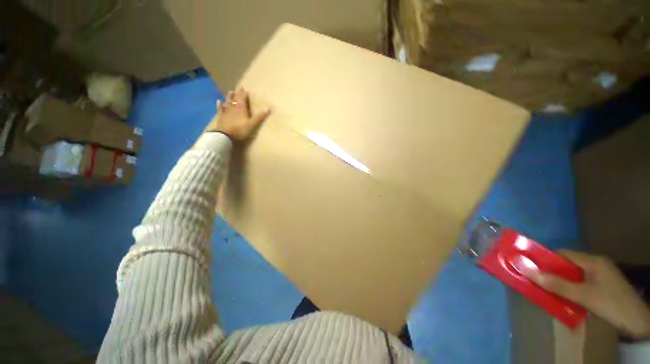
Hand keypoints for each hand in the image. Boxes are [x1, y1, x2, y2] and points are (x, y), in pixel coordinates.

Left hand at [205, 88, 270, 140]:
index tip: (244, 88)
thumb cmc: (240, 130)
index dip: (243, 93)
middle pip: (235, 99)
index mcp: (241, 109)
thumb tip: (268, 108)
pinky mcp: (221, 117)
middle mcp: (233, 108)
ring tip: (230, 91)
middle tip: (238, 88)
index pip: (242, 98)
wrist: (226, 135)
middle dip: (237, 93)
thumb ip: (260, 117)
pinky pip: (220, 109)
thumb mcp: (252, 124)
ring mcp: (226, 112)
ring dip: (229, 97)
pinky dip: (220, 105)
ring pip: (227, 102)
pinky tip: (219, 101)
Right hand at [523, 250, 649, 338]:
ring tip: (550, 289)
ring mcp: (601, 274)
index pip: (564, 254)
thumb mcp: (583, 296)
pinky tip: (567, 296)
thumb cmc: (610, 304)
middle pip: (569, 264)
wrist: (636, 322)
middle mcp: (597, 263)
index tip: (532, 267)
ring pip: (575, 274)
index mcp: (593, 261)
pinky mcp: (603, 285)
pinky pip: (581, 281)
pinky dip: (571, 287)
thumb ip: (557, 284)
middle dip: (553, 271)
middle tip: (539, 280)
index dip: (547, 258)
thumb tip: (527, 271)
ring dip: (562, 281)